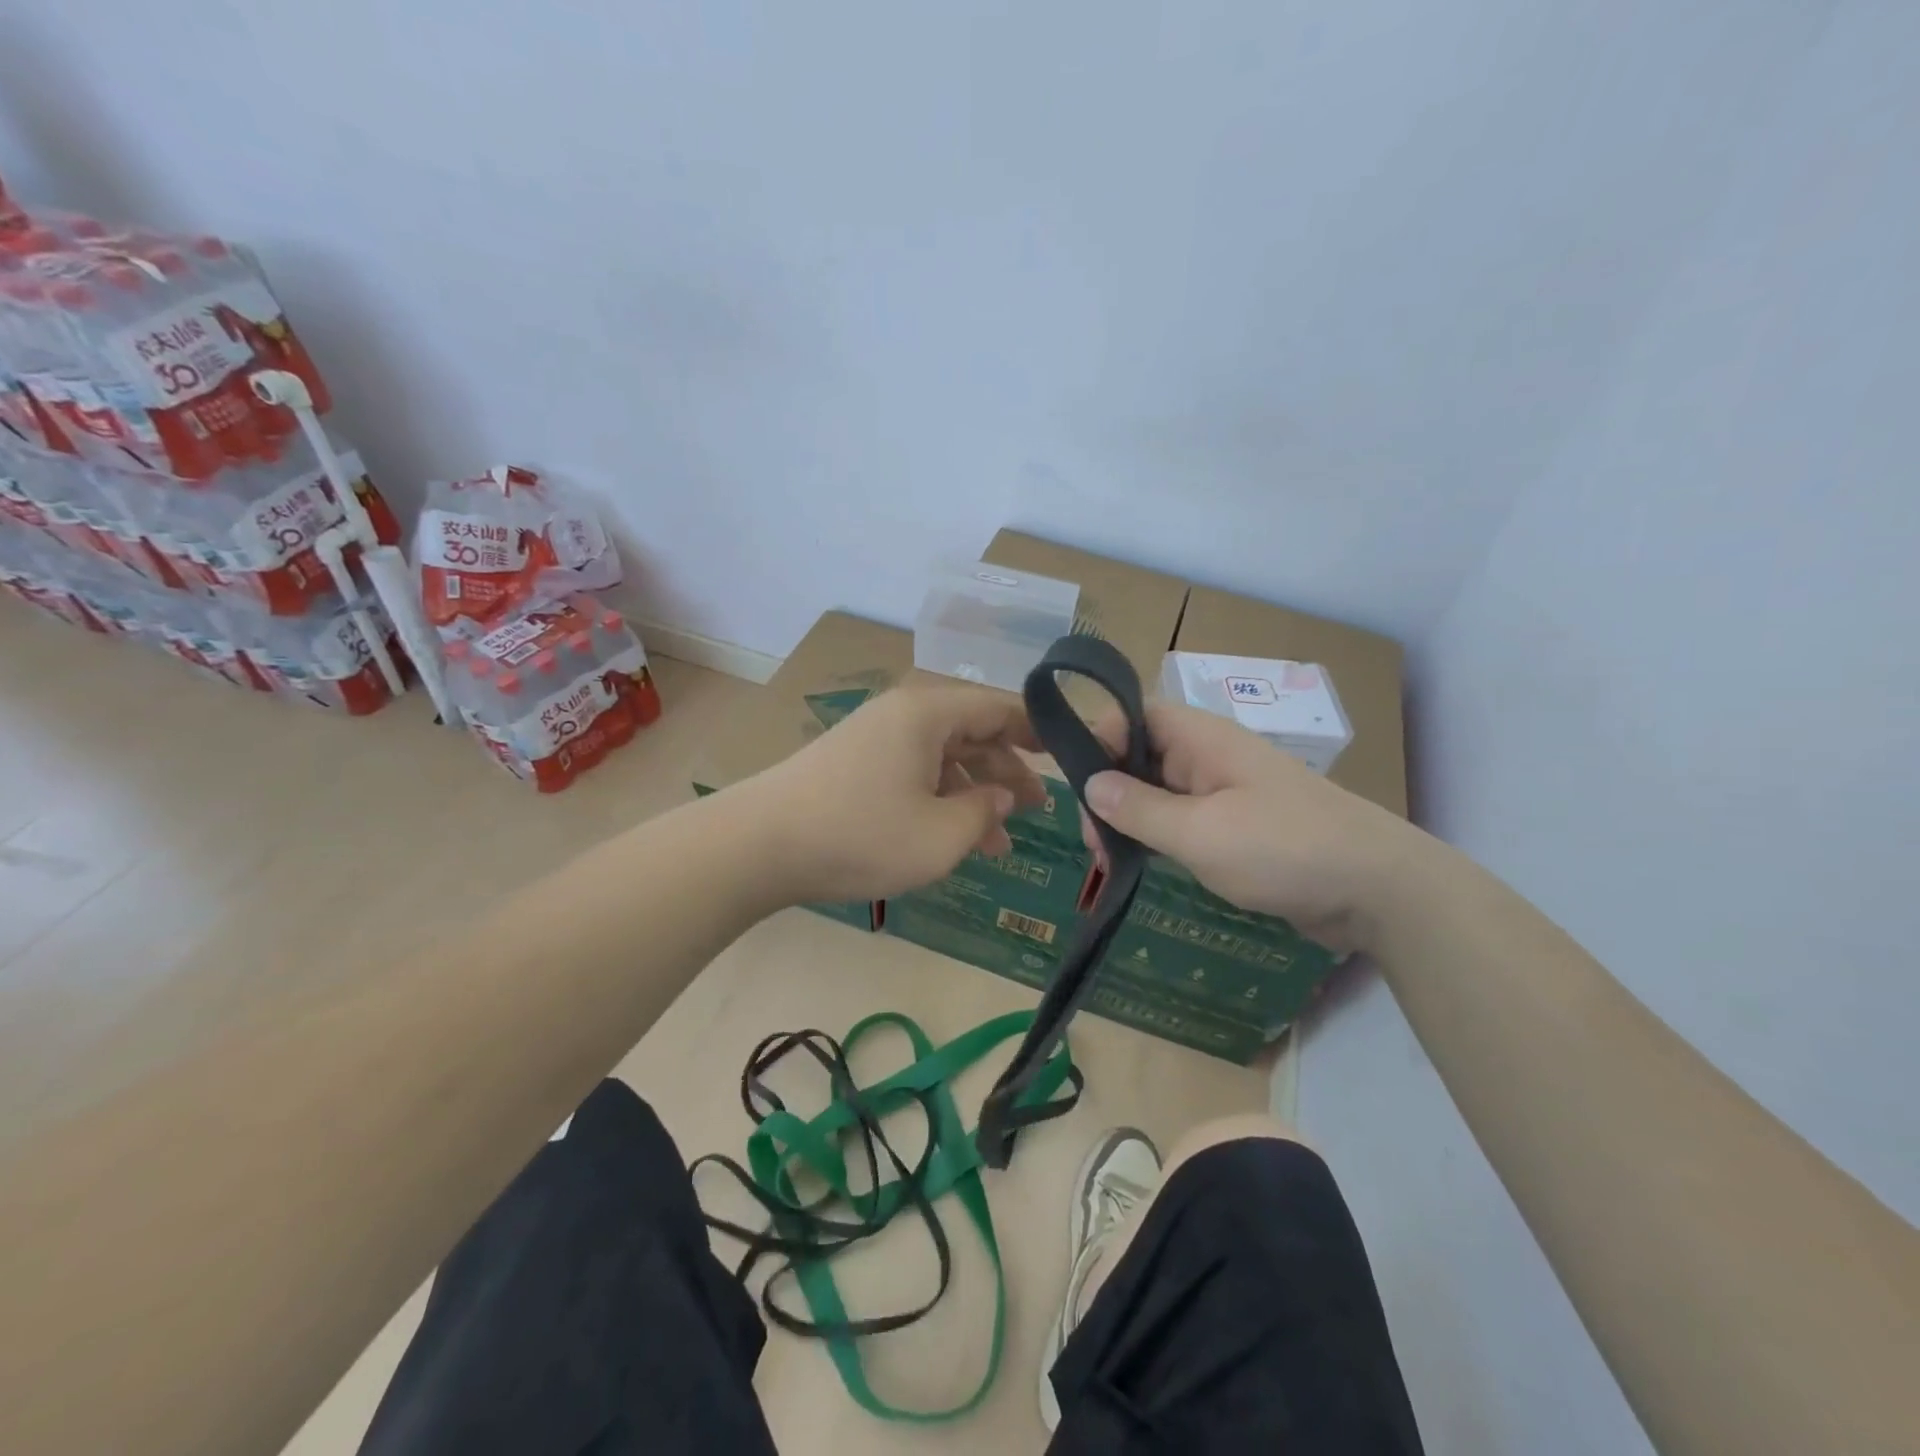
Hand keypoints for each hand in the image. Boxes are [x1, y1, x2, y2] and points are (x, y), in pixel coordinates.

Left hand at [752, 683, 1047, 903]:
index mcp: (928, 713)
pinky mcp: (854, 766)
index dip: (1037, 731)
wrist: (760, 845)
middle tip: (1037, 811)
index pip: (999, 708)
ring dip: (974, 795)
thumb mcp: (942, 834)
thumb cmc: (861, 834)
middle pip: (971, 733)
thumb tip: (1002, 795)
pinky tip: (952, 838)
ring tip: (1000, 842)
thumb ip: (986, 811)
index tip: (1066, 756)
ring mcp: (874, 740)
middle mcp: (903, 716)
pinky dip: (939, 801)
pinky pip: (913, 774)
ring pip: (942, 760)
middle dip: (1007, 773)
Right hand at [1081, 701, 1419, 949]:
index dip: (1098, 740)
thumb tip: (1088, 784)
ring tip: (1108, 861)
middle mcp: (1209, 755)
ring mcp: (1224, 791)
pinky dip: (1156, 837)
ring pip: (1158, 791)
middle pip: (1140, 756)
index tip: (1078, 787)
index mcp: (1201, 738)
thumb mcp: (1200, 832)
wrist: (1379, 890)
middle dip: (1108, 791)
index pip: (1132, 716)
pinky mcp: (1236, 825)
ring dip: (1129, 819)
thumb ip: (1139, 808)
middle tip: (1093, 844)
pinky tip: (1139, 864)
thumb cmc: (1284, 849)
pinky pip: (1182, 819)